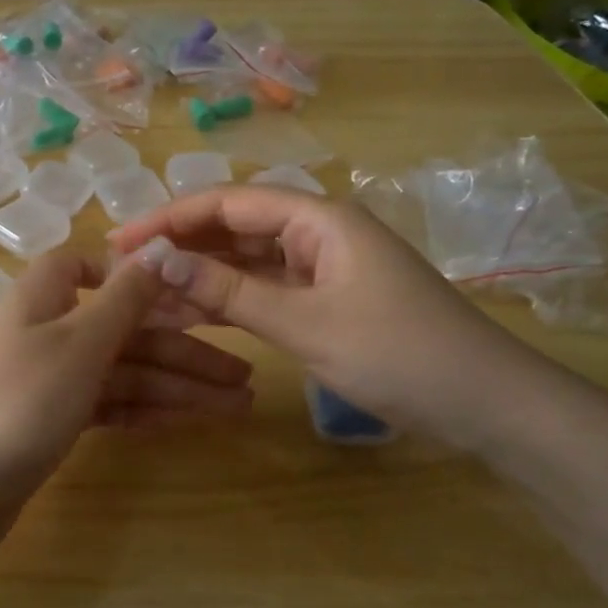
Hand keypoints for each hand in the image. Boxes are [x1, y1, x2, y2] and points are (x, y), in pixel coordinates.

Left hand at [0, 249, 254, 518]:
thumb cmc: (18, 405)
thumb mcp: (78, 344)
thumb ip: (123, 299)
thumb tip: (158, 249)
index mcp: (42, 299)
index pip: (85, 267)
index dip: (132, 276)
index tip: (183, 295)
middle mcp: (46, 333)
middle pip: (123, 330)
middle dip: (183, 350)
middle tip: (245, 376)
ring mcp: (48, 381)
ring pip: (122, 372)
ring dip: (176, 386)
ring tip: (236, 406)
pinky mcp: (51, 423)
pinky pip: (108, 405)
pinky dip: (144, 410)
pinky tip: (186, 420)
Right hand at [109, 186, 555, 449]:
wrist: (486, 404)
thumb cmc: (399, 354)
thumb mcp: (306, 323)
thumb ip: (230, 291)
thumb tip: (159, 261)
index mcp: (319, 219)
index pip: (228, 203)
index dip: (170, 218)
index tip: (121, 241)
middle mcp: (318, 233)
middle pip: (235, 227)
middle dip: (181, 246)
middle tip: (125, 271)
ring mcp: (324, 268)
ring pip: (248, 262)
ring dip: (201, 276)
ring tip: (146, 296)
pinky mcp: (328, 301)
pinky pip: (267, 291)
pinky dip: (231, 302)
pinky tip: (192, 315)